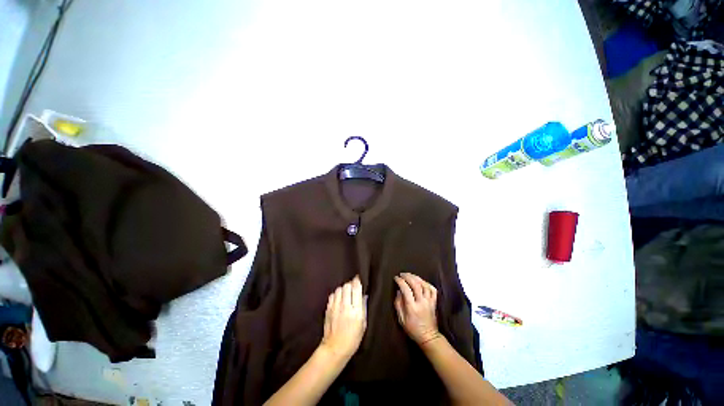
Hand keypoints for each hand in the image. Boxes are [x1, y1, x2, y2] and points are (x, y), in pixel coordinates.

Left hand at [320, 276, 366, 359]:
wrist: (335, 348)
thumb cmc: (353, 338)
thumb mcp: (363, 324)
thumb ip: (363, 307)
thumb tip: (364, 295)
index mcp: (355, 311)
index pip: (356, 289)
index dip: (357, 281)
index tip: (358, 278)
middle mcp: (345, 306)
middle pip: (347, 286)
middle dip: (351, 285)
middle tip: (353, 288)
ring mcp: (335, 307)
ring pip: (339, 288)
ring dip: (343, 289)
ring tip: (346, 294)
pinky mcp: (328, 309)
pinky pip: (333, 295)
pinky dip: (337, 294)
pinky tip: (339, 299)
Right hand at [394, 272, 441, 345]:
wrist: (428, 337)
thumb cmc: (412, 329)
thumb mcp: (401, 319)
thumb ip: (398, 304)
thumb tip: (398, 291)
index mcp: (412, 307)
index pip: (406, 289)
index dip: (400, 281)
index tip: (396, 278)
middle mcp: (421, 302)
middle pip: (416, 284)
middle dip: (408, 276)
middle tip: (402, 274)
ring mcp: (429, 302)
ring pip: (424, 285)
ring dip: (416, 278)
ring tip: (410, 275)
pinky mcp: (434, 302)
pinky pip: (432, 289)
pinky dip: (427, 283)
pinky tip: (422, 281)